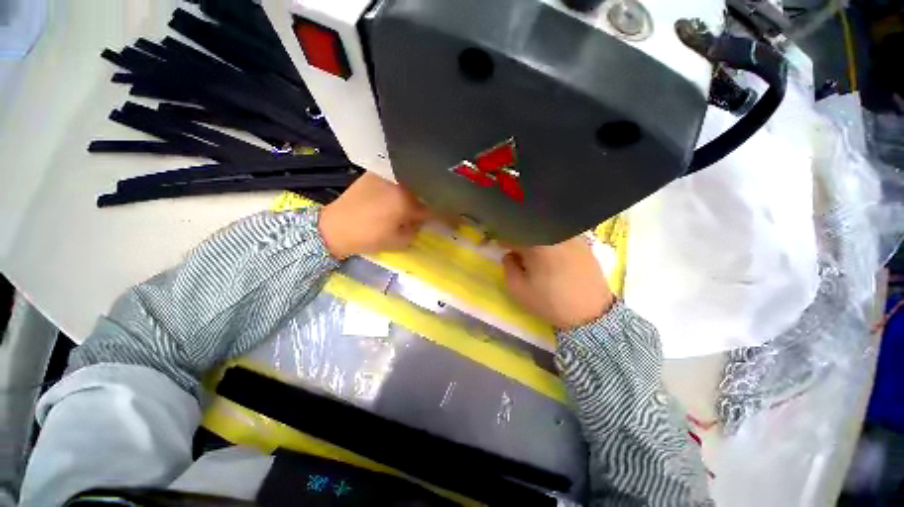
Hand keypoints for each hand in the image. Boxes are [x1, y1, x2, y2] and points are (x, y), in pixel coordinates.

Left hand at [319, 173, 428, 258]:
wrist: (335, 227)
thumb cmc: (369, 237)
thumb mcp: (399, 242)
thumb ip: (416, 230)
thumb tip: (421, 221)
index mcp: (406, 201)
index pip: (430, 208)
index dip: (436, 216)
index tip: (437, 220)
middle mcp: (399, 184)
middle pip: (421, 192)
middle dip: (424, 202)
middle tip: (420, 213)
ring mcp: (386, 176)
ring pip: (408, 183)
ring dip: (412, 193)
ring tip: (406, 204)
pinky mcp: (374, 173)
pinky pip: (394, 178)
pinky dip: (398, 186)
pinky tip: (393, 196)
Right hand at [502, 236, 614, 328]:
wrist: (590, 314)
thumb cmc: (550, 302)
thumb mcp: (518, 289)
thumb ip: (507, 267)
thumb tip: (510, 255)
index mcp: (537, 244)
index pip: (513, 235)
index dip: (503, 241)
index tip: (501, 247)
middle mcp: (555, 235)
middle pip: (530, 231)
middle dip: (521, 241)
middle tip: (519, 255)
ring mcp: (572, 237)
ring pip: (547, 234)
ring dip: (537, 242)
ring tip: (539, 259)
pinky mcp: (585, 244)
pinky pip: (561, 238)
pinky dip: (552, 245)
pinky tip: (554, 260)